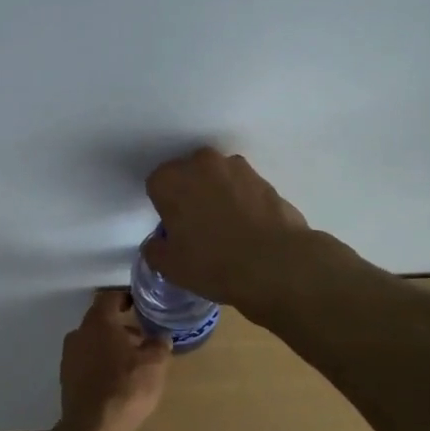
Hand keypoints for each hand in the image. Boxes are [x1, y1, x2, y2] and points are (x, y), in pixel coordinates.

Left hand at [60, 289, 170, 430]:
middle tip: (141, 337)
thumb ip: (159, 345)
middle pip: (99, 321)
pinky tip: (115, 379)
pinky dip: (100, 363)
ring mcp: (69, 357)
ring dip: (110, 346)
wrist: (93, 428)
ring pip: (92, 342)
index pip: (109, 297)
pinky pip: (86, 361)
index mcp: (98, 322)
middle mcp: (78, 334)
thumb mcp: (154, 364)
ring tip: (131, 362)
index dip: (124, 297)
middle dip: (120, 326)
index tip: (138, 304)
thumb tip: (161, 337)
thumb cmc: (126, 387)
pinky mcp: (66, 378)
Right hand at [143, 147, 313, 310]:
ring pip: (217, 178)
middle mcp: (201, 163)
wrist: (275, 264)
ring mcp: (237, 167)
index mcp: (171, 180)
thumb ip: (154, 250)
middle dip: (189, 194)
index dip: (163, 207)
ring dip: (217, 194)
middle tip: (197, 227)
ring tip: (227, 228)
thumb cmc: (212, 263)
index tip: (173, 229)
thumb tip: (158, 243)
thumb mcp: (170, 267)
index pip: (156, 185)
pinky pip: (243, 188)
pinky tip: (248, 229)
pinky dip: (242, 202)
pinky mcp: (264, 179)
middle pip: (188, 175)